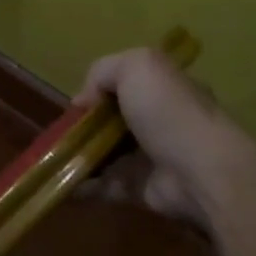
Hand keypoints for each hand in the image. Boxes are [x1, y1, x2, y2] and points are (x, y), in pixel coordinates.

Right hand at [76, 46, 255, 227]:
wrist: (200, 173)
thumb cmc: (169, 113)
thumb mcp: (137, 67)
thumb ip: (104, 70)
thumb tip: (84, 100)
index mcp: (163, 90)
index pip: (126, 86)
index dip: (97, 92)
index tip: (77, 105)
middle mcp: (159, 122)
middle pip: (112, 121)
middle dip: (84, 127)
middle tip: (60, 134)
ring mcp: (150, 158)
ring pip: (105, 154)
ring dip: (79, 156)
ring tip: (55, 160)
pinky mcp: (140, 188)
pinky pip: (105, 185)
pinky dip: (83, 186)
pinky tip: (64, 184)